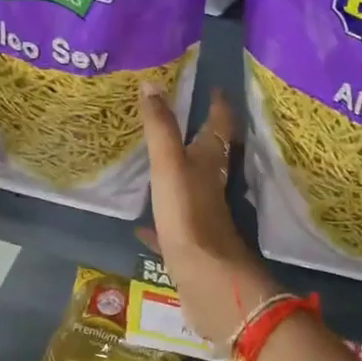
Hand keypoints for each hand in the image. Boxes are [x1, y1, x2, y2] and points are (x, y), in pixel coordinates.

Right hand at [138, 83, 279, 348]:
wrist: (205, 277)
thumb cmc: (189, 213)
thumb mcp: (170, 164)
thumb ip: (161, 126)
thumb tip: (151, 83)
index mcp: (212, 161)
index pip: (220, 125)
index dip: (218, 105)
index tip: (214, 88)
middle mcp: (212, 185)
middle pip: (210, 155)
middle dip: (199, 137)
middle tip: (181, 118)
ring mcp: (202, 215)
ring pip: (192, 188)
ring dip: (181, 174)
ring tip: (159, 161)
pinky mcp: (190, 243)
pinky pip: (172, 225)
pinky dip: (159, 221)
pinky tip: (142, 224)